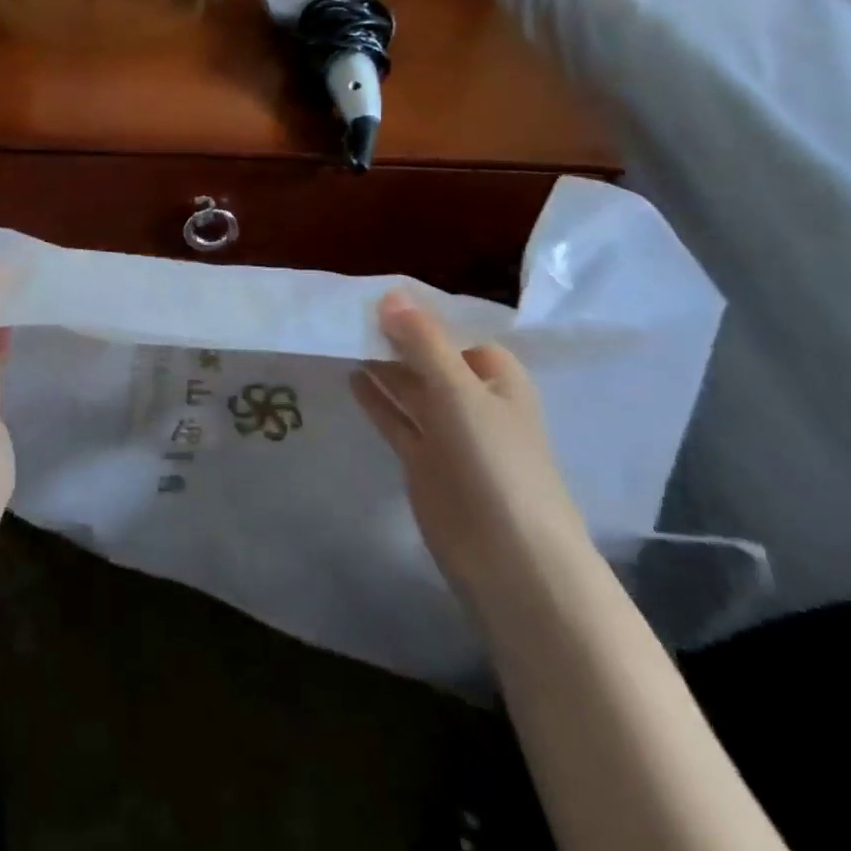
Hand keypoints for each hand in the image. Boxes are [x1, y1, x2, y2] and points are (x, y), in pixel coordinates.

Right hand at [352, 291, 590, 614]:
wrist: (509, 558)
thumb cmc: (494, 460)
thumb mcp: (459, 389)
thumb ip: (423, 340)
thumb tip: (389, 294)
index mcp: (494, 375)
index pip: (451, 329)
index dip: (416, 312)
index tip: (371, 293)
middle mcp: (472, 397)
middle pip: (427, 356)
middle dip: (393, 336)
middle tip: (345, 312)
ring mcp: (448, 431)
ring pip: (409, 386)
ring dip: (381, 364)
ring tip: (341, 337)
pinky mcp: (424, 460)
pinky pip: (396, 418)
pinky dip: (376, 399)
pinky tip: (351, 376)